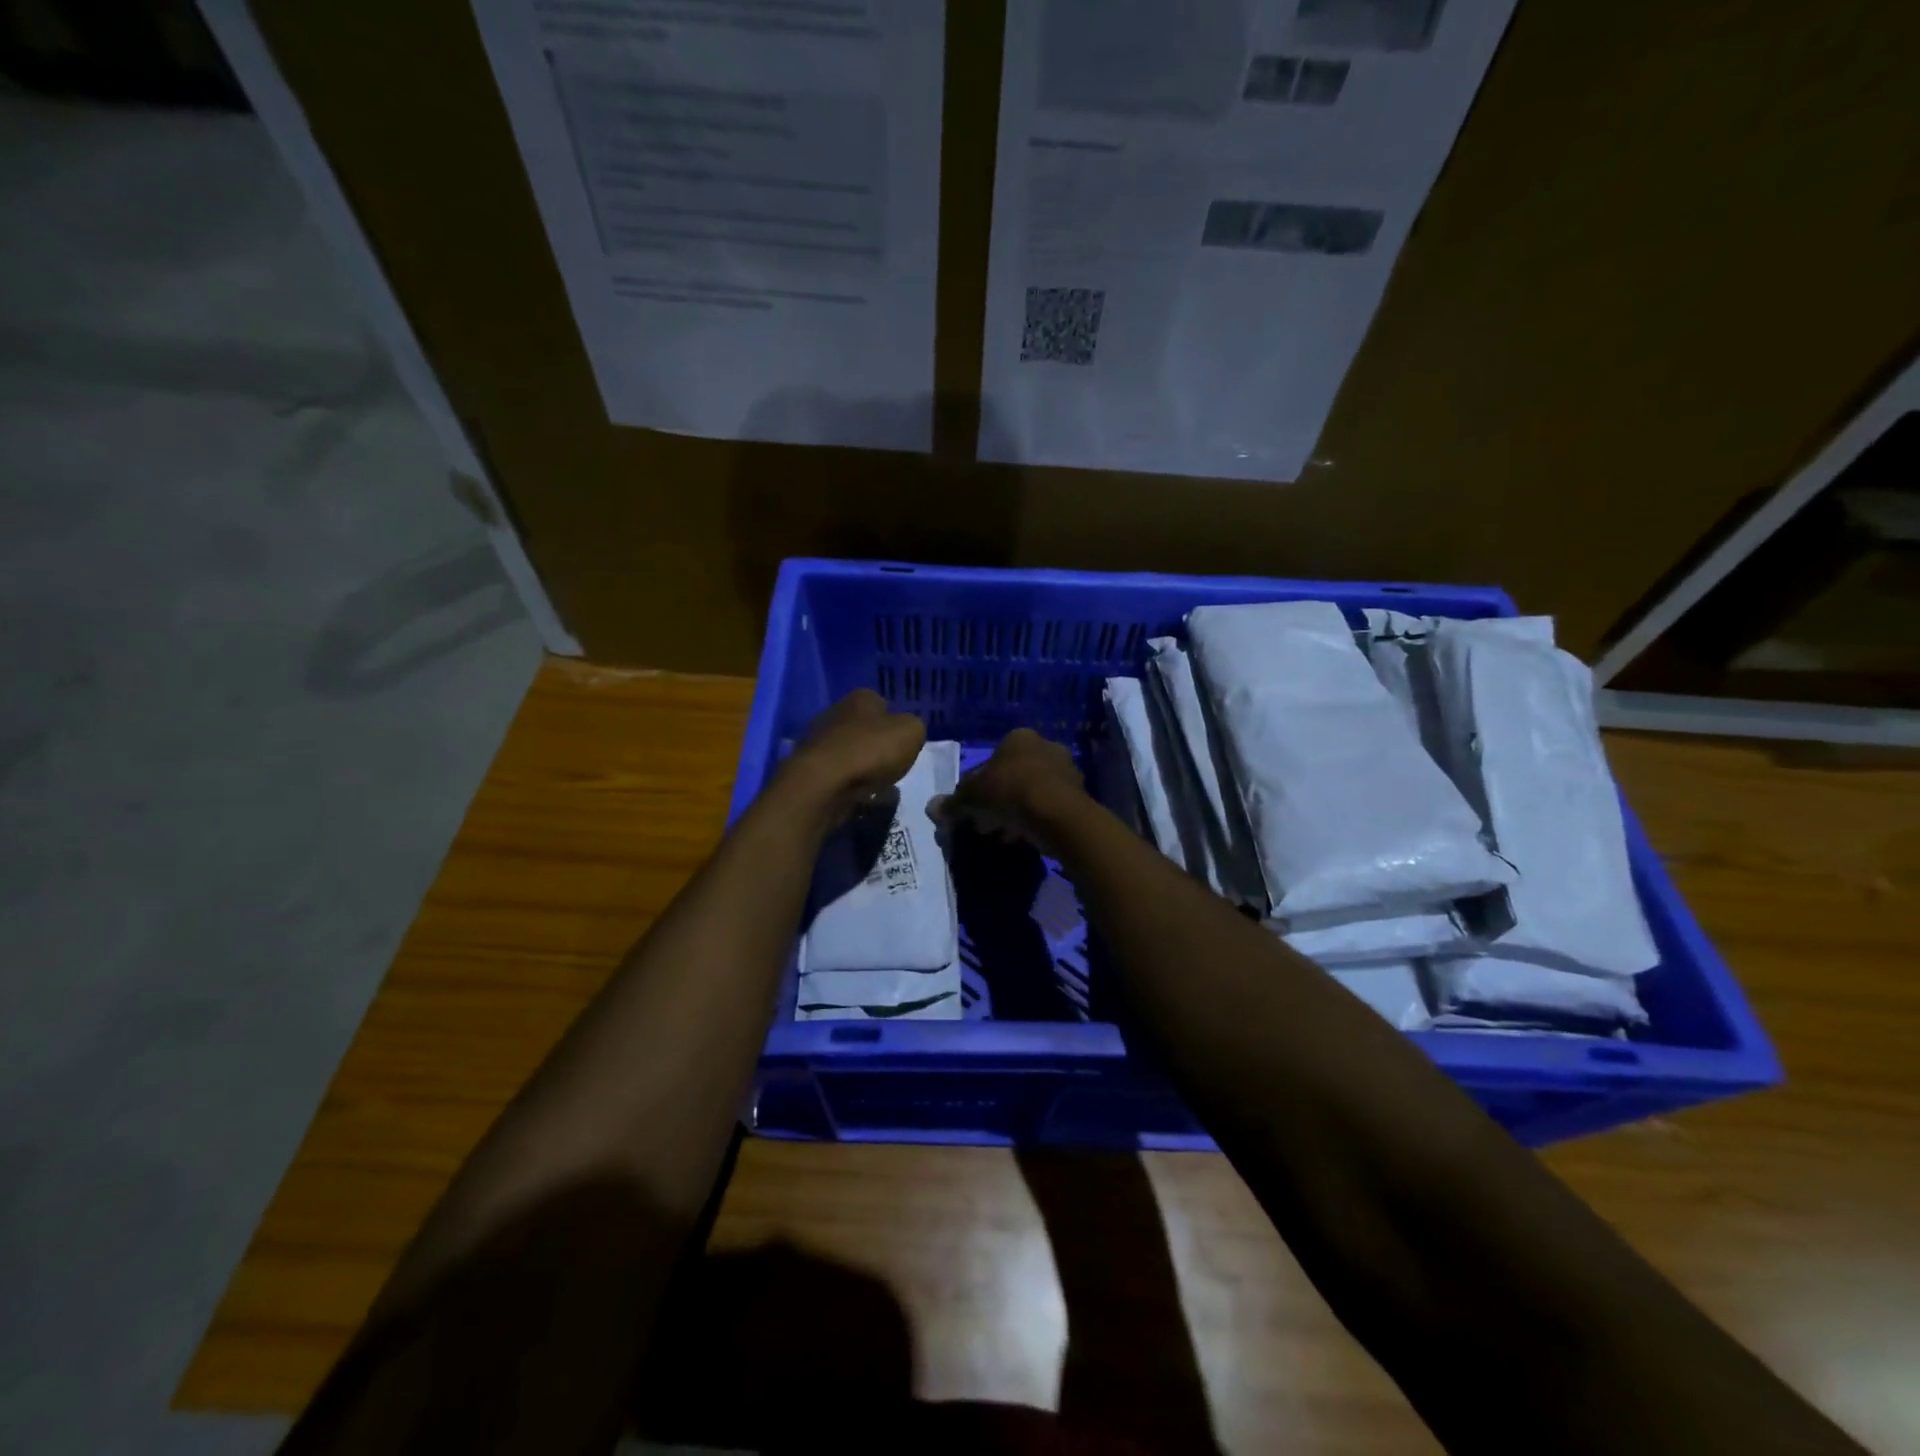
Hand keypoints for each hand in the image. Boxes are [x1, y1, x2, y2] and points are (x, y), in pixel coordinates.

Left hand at [776, 689, 926, 825]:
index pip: (882, 703)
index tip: (903, 742)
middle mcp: (835, 713)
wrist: (822, 783)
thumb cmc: (871, 751)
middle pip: (863, 729)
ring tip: (877, 787)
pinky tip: (858, 796)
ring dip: (862, 767)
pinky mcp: (808, 769)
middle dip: (876, 746)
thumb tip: (907, 731)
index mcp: (860, 698)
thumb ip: (914, 727)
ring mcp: (818, 741)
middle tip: (892, 766)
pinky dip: (847, 784)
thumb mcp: (911, 732)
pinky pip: (836, 775)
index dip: (895, 722)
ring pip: (849, 752)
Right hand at [933, 727, 1084, 851]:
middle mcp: (1045, 746)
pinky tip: (1023, 838)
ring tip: (1003, 836)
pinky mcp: (1078, 795)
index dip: (976, 788)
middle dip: (997, 802)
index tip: (971, 811)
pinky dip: (1034, 821)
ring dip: (1015, 813)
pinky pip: (1047, 808)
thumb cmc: (1009, 792)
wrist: (1057, 813)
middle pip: (1012, 777)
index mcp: (1018, 738)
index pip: (990, 762)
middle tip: (985, 825)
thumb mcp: (972, 797)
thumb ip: (953, 802)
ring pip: (1030, 793)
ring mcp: (1066, 770)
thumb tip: (932, 808)